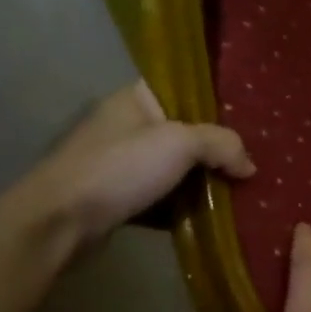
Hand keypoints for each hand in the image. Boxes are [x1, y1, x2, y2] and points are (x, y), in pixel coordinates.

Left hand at [12, 81, 252, 247]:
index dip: (217, 102)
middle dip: (218, 150)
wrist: (59, 222)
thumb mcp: (181, 144)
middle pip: (186, 133)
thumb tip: (249, 166)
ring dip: (204, 182)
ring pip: (177, 169)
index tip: (249, 120)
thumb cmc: (119, 168)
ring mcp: (121, 164)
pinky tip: (212, 216)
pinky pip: (164, 198)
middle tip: (250, 162)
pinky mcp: (120, 198)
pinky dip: (185, 207)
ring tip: (241, 191)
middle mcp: (127, 127)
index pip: (184, 89)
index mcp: (136, 100)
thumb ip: (222, 144)